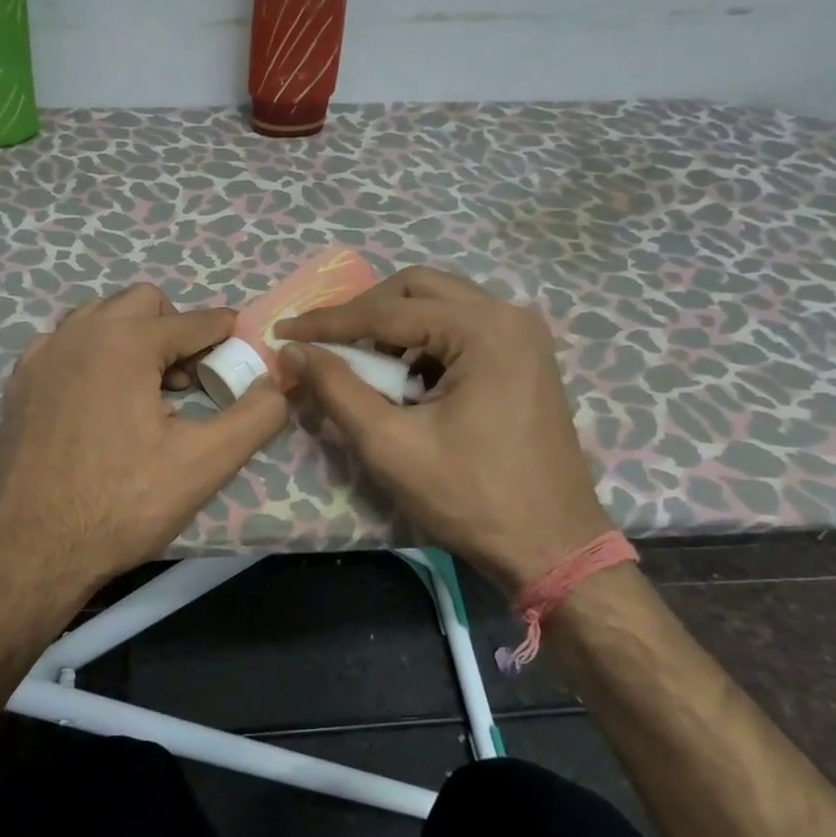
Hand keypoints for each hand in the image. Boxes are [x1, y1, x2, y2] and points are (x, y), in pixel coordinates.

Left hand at [0, 284, 287, 614]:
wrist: (29, 552)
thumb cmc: (121, 504)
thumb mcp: (205, 463)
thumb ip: (256, 415)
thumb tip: (278, 383)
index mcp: (125, 341)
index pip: (194, 320)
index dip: (226, 334)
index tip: (241, 352)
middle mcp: (78, 333)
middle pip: (143, 302)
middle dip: (175, 329)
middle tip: (189, 380)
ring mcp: (42, 355)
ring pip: (99, 317)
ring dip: (133, 337)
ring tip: (147, 391)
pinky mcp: (19, 383)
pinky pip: (66, 344)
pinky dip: (93, 356)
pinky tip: (100, 404)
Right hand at [279, 267, 611, 595]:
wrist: (552, 547)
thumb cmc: (470, 498)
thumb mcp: (390, 444)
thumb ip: (337, 389)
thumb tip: (294, 350)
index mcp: (483, 330)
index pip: (386, 311)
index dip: (328, 321)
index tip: (283, 331)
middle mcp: (508, 316)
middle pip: (417, 289)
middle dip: (363, 312)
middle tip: (325, 343)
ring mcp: (523, 336)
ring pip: (440, 304)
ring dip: (393, 326)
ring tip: (361, 365)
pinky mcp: (525, 358)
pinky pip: (461, 328)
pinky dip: (423, 342)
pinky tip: (404, 379)